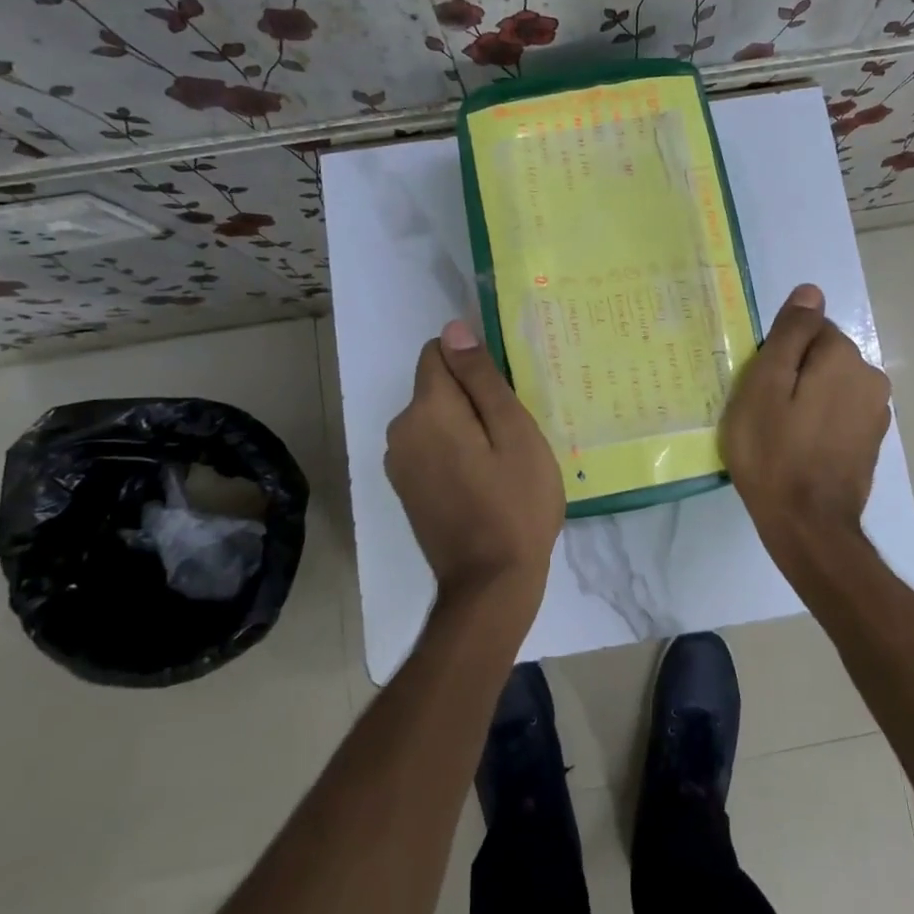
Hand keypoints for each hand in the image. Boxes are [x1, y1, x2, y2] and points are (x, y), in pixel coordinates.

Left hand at [385, 318, 565, 610]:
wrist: (491, 584)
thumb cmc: (515, 503)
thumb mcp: (513, 432)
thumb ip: (481, 378)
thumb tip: (454, 329)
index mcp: (427, 410)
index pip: (439, 353)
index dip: (474, 364)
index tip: (505, 394)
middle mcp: (400, 430)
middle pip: (437, 386)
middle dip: (472, 397)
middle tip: (514, 433)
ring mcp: (398, 463)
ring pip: (435, 418)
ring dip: (464, 425)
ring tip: (502, 459)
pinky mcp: (405, 488)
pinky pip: (430, 446)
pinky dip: (454, 449)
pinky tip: (484, 479)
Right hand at [721, 284, 891, 576]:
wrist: (807, 525)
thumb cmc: (773, 451)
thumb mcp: (764, 385)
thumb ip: (789, 334)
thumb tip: (811, 291)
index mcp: (844, 357)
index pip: (807, 330)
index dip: (778, 355)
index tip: (760, 386)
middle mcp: (871, 377)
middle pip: (822, 356)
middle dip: (795, 373)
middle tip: (766, 411)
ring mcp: (876, 412)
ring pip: (831, 385)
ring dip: (808, 398)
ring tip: (781, 432)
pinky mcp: (872, 441)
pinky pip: (839, 412)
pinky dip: (820, 420)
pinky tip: (801, 448)